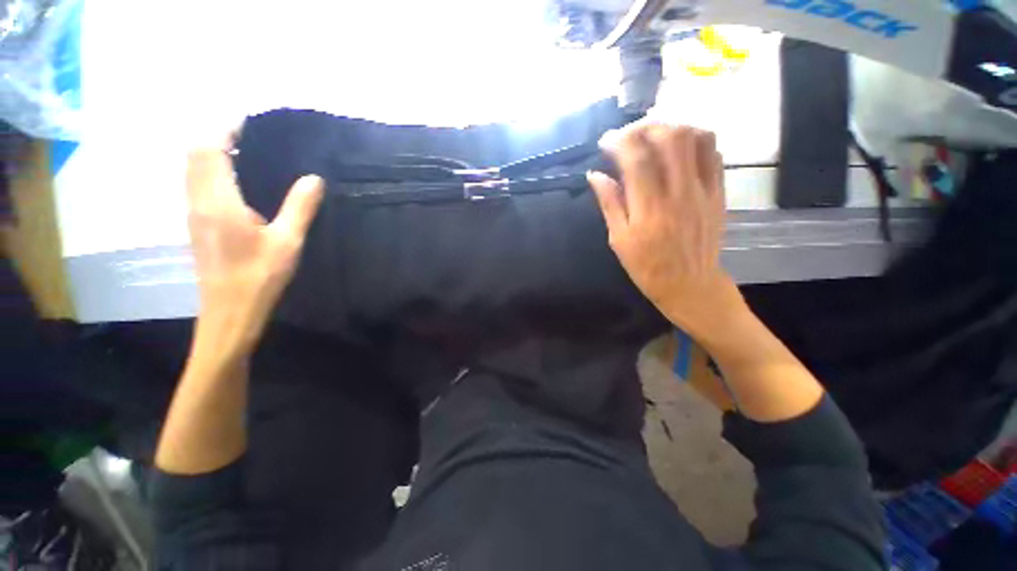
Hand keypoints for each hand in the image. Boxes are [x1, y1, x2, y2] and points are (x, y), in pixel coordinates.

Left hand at [186, 147, 323, 355]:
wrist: (230, 311)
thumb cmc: (260, 276)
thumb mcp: (288, 241)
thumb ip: (300, 206)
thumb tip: (314, 178)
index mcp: (218, 201)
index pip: (209, 149)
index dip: (224, 129)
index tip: (248, 121)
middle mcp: (197, 201)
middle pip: (194, 154)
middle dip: (216, 136)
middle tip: (249, 134)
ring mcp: (193, 213)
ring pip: (192, 169)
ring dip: (210, 152)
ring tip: (244, 151)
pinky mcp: (197, 225)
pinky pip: (196, 184)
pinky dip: (210, 170)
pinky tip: (236, 180)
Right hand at [587, 124, 743, 337]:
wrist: (690, 285)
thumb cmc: (648, 267)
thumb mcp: (619, 240)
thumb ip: (610, 204)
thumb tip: (595, 175)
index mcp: (649, 209)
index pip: (637, 159)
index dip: (619, 141)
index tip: (605, 142)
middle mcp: (679, 193)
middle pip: (670, 138)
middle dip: (645, 127)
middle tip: (628, 135)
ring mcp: (703, 191)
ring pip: (697, 139)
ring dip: (672, 128)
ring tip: (653, 136)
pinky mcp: (718, 192)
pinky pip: (714, 153)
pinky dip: (695, 140)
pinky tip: (678, 148)